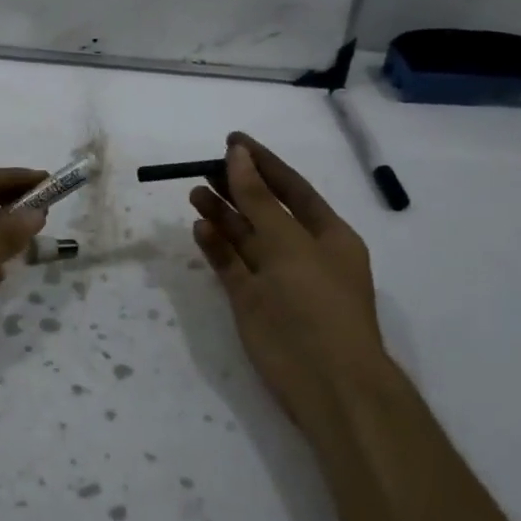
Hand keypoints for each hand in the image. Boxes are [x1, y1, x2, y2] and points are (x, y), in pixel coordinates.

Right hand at [189, 133, 387, 414]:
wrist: (326, 381)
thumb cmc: (317, 302)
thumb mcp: (289, 242)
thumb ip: (258, 198)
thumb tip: (238, 154)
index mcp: (327, 234)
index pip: (291, 187)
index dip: (262, 162)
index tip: (232, 140)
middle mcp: (300, 252)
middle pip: (263, 209)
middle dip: (236, 186)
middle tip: (202, 166)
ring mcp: (274, 278)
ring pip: (243, 236)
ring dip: (221, 213)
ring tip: (193, 191)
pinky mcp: (251, 301)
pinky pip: (230, 265)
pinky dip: (215, 246)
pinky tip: (199, 227)